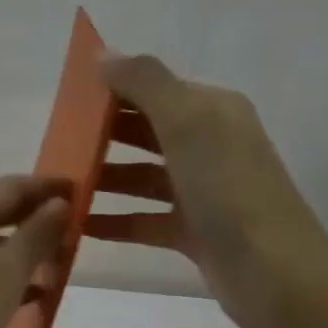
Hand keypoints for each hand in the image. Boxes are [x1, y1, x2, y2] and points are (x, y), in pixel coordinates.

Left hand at [0, 174, 71, 327]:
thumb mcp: (7, 274)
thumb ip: (36, 234)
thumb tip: (59, 202)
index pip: (11, 185)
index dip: (49, 187)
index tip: (83, 193)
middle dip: (37, 218)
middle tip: (77, 231)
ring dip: (23, 248)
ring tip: (61, 263)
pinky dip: (3, 273)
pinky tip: (32, 294)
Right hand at [85, 54, 327, 327]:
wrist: (273, 273)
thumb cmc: (228, 189)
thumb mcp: (187, 122)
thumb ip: (145, 83)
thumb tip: (103, 55)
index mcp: (212, 111)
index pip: (154, 90)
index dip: (112, 92)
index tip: (64, 104)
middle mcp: (209, 145)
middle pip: (145, 132)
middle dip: (102, 136)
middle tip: (54, 148)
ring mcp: (202, 191)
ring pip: (142, 177)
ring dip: (104, 179)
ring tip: (59, 188)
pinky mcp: (194, 232)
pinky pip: (145, 220)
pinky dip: (115, 221)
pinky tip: (79, 226)